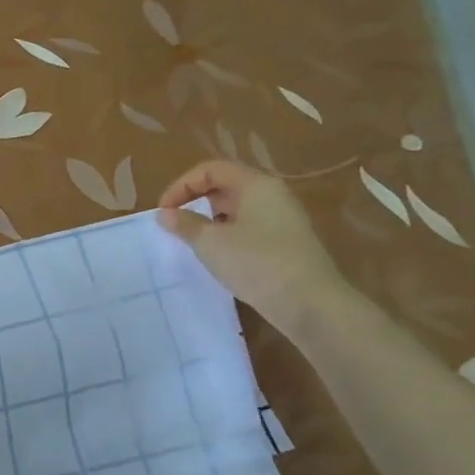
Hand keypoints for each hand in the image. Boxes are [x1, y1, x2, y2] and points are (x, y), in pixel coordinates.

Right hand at [156, 160, 351, 334]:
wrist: (310, 304)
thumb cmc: (257, 263)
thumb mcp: (210, 243)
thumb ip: (185, 224)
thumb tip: (165, 214)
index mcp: (256, 185)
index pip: (210, 170)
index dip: (182, 186)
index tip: (164, 212)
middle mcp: (272, 195)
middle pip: (224, 186)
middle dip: (194, 202)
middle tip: (174, 226)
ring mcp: (282, 219)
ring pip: (236, 209)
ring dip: (209, 221)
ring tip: (191, 242)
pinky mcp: (285, 242)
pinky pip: (248, 228)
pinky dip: (226, 235)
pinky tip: (217, 257)